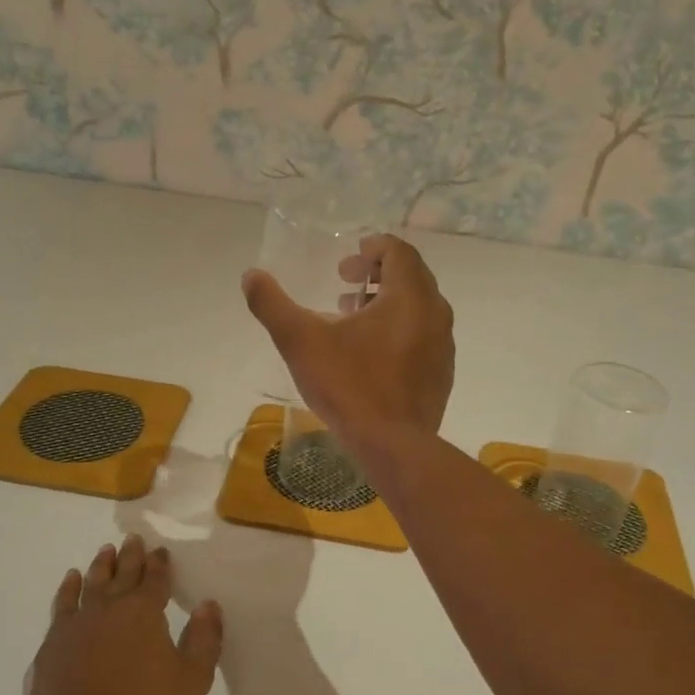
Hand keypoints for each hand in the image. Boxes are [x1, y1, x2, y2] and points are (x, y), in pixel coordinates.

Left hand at [22, 536, 223, 694]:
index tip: (160, 551)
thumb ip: (204, 640)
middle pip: (122, 573)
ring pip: (91, 583)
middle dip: (131, 555)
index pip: (155, 579)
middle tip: (133, 538)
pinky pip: (62, 604)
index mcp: (144, 613)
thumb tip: (209, 605)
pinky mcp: (53, 643)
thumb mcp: (190, 682)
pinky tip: (70, 580)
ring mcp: (77, 624)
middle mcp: (110, 608)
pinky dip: (68, 588)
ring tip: (105, 551)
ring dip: (100, 565)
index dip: (159, 564)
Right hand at [242, 233, 454, 456]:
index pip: (399, 252)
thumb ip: (272, 304)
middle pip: (411, 276)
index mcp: (409, 296)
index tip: (349, 258)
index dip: (373, 248)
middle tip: (345, 281)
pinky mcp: (441, 374)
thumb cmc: (349, 386)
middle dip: (377, 273)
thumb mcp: (301, 341)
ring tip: (352, 317)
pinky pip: (422, 337)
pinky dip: (399, 330)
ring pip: (418, 308)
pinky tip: (370, 354)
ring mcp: (443, 346)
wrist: (393, 446)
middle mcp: (435, 314)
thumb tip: (250, 275)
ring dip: (387, 303)